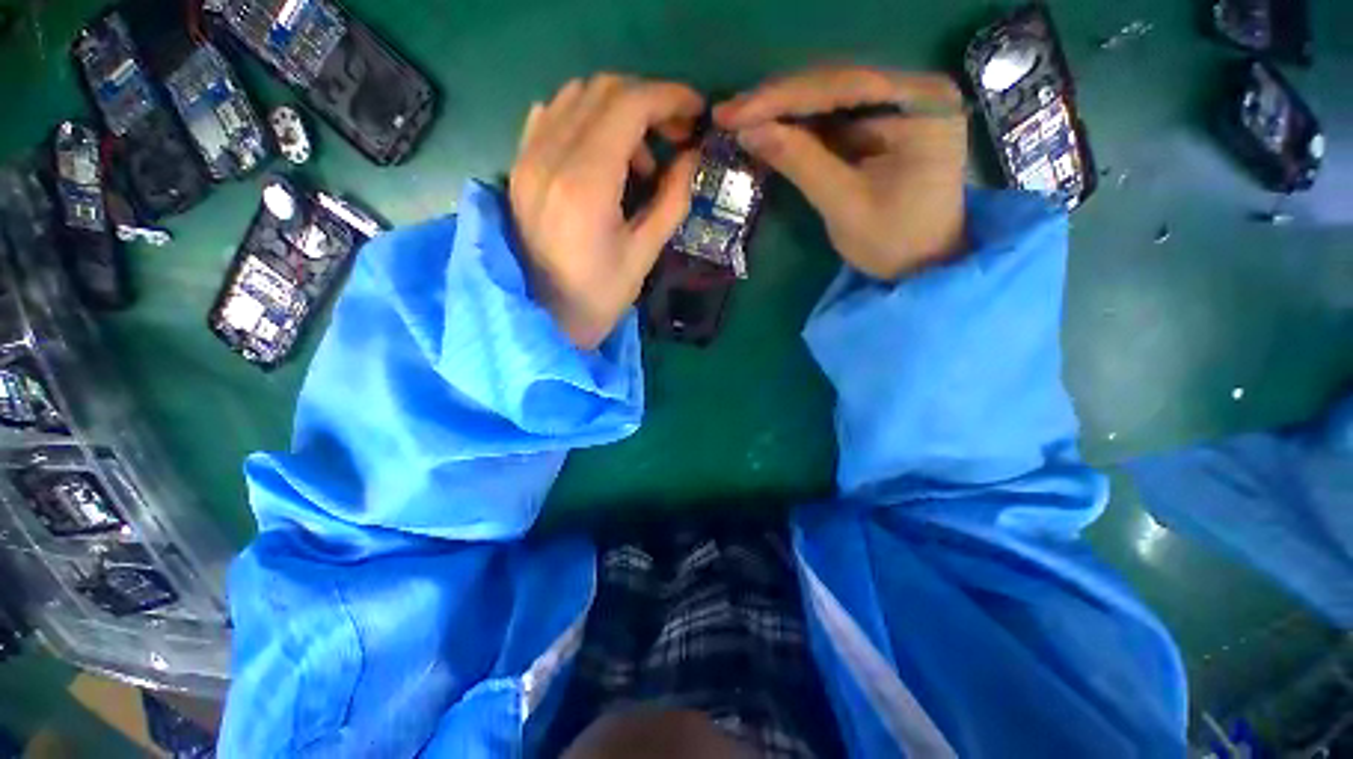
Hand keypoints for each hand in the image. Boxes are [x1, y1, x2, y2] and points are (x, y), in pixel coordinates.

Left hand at [510, 74, 703, 348]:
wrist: (544, 319)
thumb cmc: (599, 297)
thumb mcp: (644, 254)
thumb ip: (672, 200)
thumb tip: (692, 157)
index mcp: (586, 182)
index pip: (629, 105)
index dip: (670, 98)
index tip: (697, 112)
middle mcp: (550, 156)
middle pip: (603, 90)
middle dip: (648, 102)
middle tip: (676, 136)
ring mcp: (528, 158)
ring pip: (576, 96)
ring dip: (618, 110)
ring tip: (641, 157)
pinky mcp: (520, 168)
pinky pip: (551, 115)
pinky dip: (585, 118)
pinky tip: (603, 153)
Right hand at [715, 67, 966, 280]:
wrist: (923, 267)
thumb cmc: (893, 242)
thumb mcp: (844, 204)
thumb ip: (800, 162)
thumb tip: (748, 131)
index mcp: (922, 104)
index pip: (842, 86)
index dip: (782, 98)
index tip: (733, 112)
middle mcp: (916, 90)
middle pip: (836, 84)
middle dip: (779, 101)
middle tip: (729, 114)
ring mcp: (901, 105)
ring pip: (831, 98)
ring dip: (784, 111)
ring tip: (740, 120)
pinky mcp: (885, 124)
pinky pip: (836, 117)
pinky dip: (800, 126)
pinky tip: (770, 129)